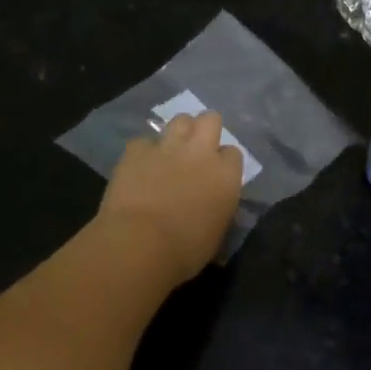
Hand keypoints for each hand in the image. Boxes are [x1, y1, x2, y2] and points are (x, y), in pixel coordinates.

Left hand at [96, 112, 243, 281]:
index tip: (216, 175)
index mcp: (226, 174)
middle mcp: (201, 152)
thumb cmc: (185, 251)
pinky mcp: (136, 151)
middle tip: (197, 149)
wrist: (139, 245)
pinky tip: (139, 167)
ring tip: (171, 150)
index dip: (224, 162)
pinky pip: (143, 142)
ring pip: (180, 120)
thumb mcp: (217, 233)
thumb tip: (214, 205)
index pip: (234, 153)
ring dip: (178, 133)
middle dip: (205, 129)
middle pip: (210, 119)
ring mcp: (168, 147)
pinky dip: (143, 152)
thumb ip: (219, 208)